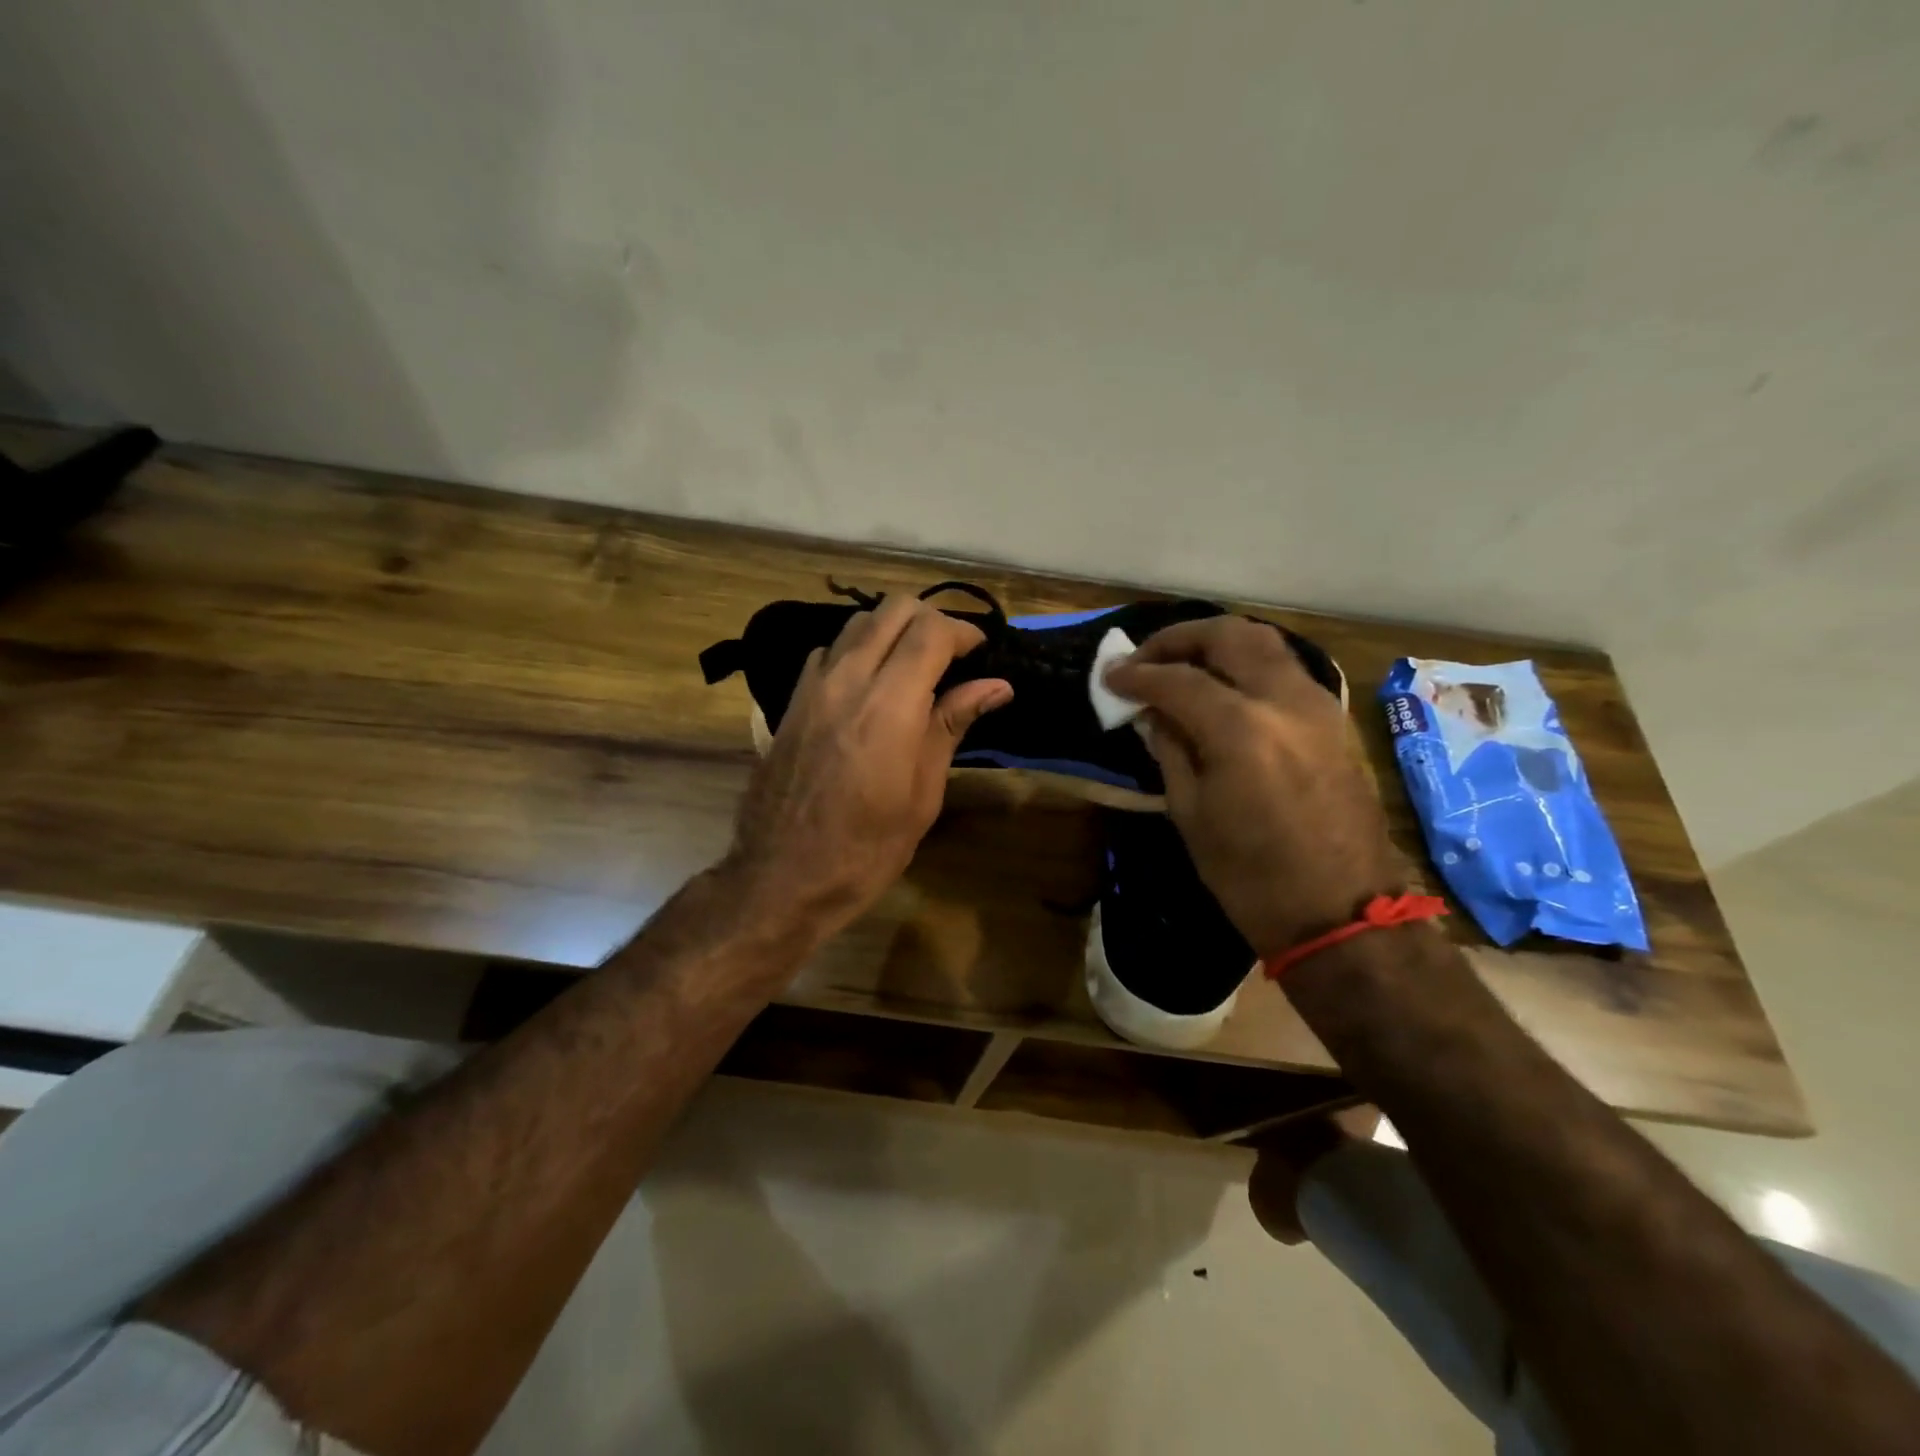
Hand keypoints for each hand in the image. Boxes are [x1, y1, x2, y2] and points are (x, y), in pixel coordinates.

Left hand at [723, 593, 1012, 941]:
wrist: (781, 878)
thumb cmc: (865, 849)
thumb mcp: (922, 793)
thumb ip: (951, 726)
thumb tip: (996, 686)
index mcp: (888, 705)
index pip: (930, 631)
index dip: (964, 632)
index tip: (981, 654)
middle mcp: (847, 680)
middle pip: (892, 609)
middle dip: (930, 620)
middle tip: (952, 655)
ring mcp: (812, 687)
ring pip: (857, 623)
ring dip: (893, 630)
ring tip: (915, 666)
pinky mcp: (791, 701)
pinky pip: (830, 651)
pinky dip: (858, 650)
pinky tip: (871, 685)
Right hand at [1103, 616, 1401, 956]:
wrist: (1340, 912)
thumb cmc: (1250, 876)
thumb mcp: (1191, 814)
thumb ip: (1170, 750)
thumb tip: (1152, 713)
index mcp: (1242, 731)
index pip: (1178, 680)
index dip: (1137, 675)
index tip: (1110, 677)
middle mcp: (1285, 702)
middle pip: (1229, 636)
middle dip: (1180, 638)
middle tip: (1145, 657)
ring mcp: (1318, 707)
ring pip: (1265, 643)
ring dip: (1216, 643)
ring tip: (1182, 664)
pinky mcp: (1334, 721)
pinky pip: (1285, 670)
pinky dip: (1247, 663)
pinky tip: (1224, 687)